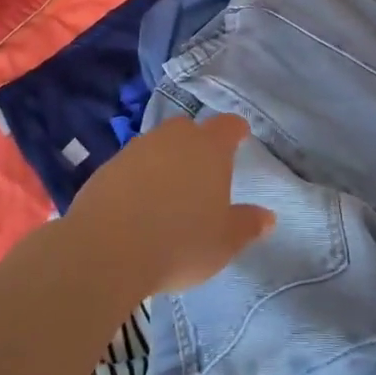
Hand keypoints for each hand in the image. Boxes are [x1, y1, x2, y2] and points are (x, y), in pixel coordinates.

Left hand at [66, 114, 274, 294]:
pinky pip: (132, 165)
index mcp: (209, 148)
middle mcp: (174, 138)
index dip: (236, 131)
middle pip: (190, 130)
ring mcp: (137, 148)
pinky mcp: (108, 166)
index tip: (240, 137)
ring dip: (165, 161)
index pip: (229, 126)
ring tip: (168, 194)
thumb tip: (268, 217)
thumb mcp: (224, 242)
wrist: (107, 249)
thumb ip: (247, 225)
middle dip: (197, 144)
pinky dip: (138, 178)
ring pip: (158, 145)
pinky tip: (138, 206)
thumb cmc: (180, 242)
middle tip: (203, 172)